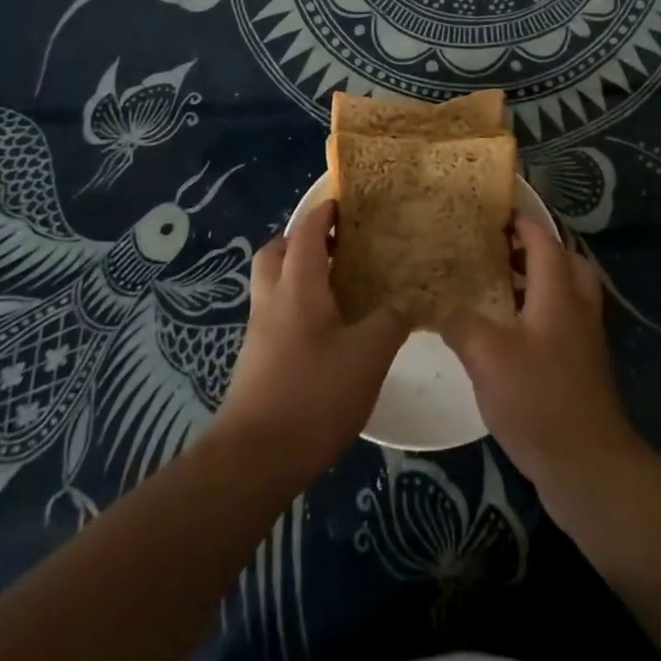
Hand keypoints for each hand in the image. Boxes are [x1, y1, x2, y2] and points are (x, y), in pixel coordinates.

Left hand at [211, 200, 407, 485]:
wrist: (253, 459)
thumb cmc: (313, 395)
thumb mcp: (368, 356)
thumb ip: (390, 321)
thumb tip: (406, 300)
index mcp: (298, 286)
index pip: (306, 232)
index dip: (323, 212)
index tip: (344, 201)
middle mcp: (272, 300)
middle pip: (276, 252)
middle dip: (301, 239)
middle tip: (337, 244)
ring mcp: (260, 332)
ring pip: (273, 284)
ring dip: (297, 273)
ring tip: (338, 285)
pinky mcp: (257, 361)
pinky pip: (276, 314)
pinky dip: (297, 306)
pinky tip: (327, 331)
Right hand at [441, 220, 646, 522]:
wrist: (590, 468)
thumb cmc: (539, 400)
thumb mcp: (487, 357)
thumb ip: (460, 323)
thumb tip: (438, 305)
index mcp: (558, 294)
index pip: (543, 241)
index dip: (521, 222)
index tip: (494, 211)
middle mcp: (577, 309)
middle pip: (565, 262)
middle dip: (535, 249)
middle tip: (498, 249)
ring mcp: (584, 340)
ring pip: (566, 293)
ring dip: (537, 282)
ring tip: (496, 287)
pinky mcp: (582, 368)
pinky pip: (562, 322)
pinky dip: (539, 312)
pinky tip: (508, 334)